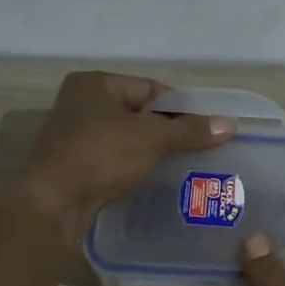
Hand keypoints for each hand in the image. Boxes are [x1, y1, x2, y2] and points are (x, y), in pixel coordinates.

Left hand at [24, 73, 233, 237]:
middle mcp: (79, 102)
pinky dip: (131, 164)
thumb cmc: (102, 155)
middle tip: (196, 146)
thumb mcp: (152, 138)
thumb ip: (191, 130)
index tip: (204, 127)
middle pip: (137, 112)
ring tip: (180, 164)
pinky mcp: (71, 163)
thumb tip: (230, 124)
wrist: (54, 202)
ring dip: (149, 149)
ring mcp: (72, 134)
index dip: (180, 106)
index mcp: (95, 83)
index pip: (150, 88)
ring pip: (124, 136)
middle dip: (166, 129)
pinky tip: (150, 178)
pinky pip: (111, 157)